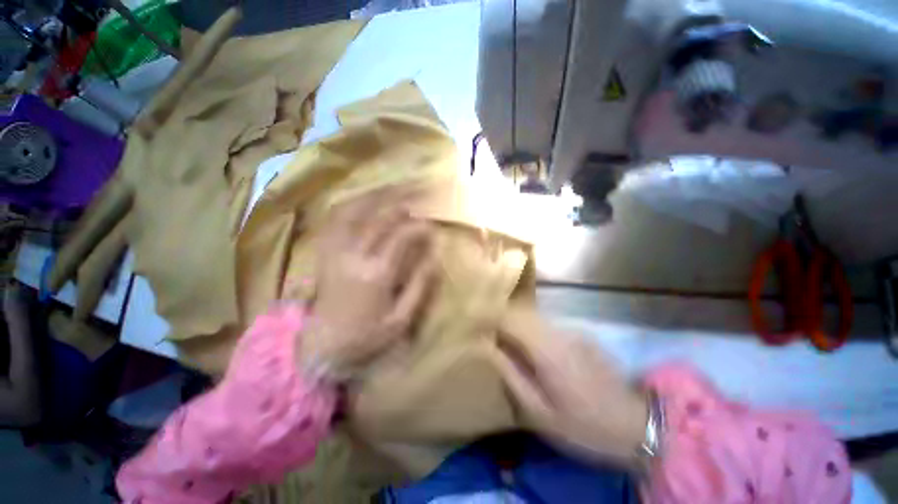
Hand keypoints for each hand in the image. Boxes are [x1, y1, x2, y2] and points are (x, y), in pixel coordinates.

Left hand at [299, 186, 436, 378]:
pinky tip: (361, 200)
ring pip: (354, 213)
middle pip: (379, 219)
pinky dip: (349, 206)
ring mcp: (335, 252)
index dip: (419, 227)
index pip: (401, 238)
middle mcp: (354, 256)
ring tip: (391, 187)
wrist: (322, 347)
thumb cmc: (366, 336)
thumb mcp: (401, 319)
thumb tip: (434, 257)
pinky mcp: (325, 253)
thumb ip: (419, 286)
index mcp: (376, 274)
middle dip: (400, 201)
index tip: (432, 226)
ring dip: (374, 196)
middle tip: (417, 191)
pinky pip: (334, 221)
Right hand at [490, 304, 647, 462]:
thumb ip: (511, 374)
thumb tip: (488, 347)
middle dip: (501, 318)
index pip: (510, 319)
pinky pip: (547, 325)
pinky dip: (533, 331)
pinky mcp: (579, 333)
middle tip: (488, 334)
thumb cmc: (581, 425)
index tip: (476, 324)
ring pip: (533, 316)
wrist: (634, 425)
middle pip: (520, 312)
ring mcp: (571, 330)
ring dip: (516, 324)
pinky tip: (534, 349)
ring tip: (507, 341)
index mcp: (546, 350)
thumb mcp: (538, 411)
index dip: (490, 317)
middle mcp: (558, 332)